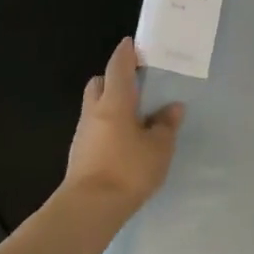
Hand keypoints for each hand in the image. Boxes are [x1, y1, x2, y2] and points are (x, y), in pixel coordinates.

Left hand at [61, 38, 183, 218]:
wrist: (89, 209)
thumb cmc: (128, 170)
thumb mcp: (159, 147)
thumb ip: (166, 125)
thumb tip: (172, 108)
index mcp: (115, 101)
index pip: (118, 67)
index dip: (125, 53)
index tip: (132, 43)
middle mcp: (94, 111)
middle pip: (99, 83)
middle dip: (113, 78)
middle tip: (135, 83)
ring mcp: (83, 134)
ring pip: (95, 107)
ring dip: (110, 104)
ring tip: (135, 115)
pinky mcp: (80, 154)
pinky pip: (95, 128)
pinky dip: (108, 126)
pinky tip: (124, 140)